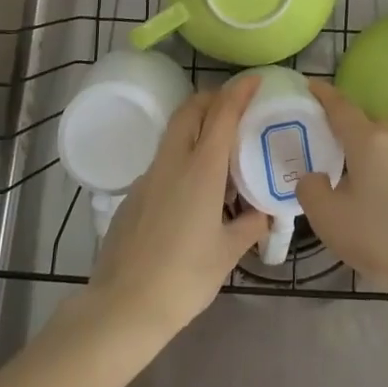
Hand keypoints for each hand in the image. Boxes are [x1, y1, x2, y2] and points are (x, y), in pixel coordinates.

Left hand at [78, 74, 269, 345]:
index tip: (255, 79)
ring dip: (196, 128)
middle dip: (212, 99)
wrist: (123, 306)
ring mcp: (148, 176)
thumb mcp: (228, 253)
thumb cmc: (184, 278)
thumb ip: (250, 225)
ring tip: (219, 151)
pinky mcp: (133, 195)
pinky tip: (192, 193)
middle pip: (190, 110)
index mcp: (200, 169)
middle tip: (235, 107)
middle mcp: (172, 162)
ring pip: (174, 134)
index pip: (222, 113)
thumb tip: (264, 212)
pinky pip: (163, 162)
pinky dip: (182, 158)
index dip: (239, 91)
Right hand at [295, 78, 387, 306]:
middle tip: (322, 141)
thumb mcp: (329, 218)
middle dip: (343, 127)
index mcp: (368, 141)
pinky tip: (376, 199)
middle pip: (364, 124)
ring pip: (384, 147)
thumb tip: (313, 177)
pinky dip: (383, 172)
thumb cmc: (381, 237)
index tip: (309, 85)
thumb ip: (310, 190)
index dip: (323, 94)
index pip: (340, 106)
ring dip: (365, 153)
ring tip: (348, 176)